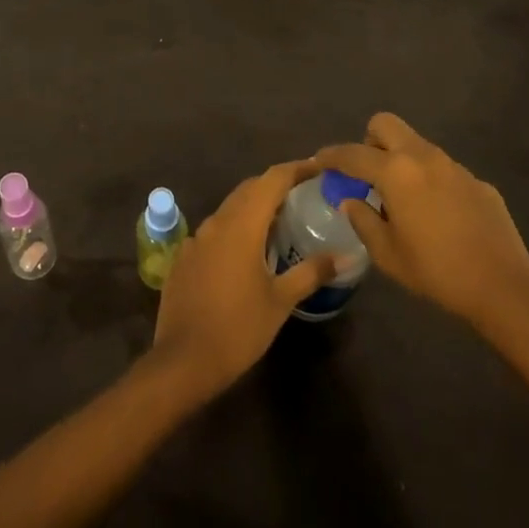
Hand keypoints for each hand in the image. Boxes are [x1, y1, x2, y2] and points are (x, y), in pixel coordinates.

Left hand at [150, 158, 338, 400]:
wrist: (184, 360)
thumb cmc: (239, 328)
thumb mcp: (280, 301)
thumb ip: (311, 272)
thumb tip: (344, 256)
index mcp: (242, 224)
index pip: (272, 179)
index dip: (296, 169)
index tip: (318, 167)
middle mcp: (217, 221)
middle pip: (249, 189)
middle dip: (275, 186)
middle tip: (303, 194)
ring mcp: (196, 238)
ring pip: (230, 209)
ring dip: (253, 208)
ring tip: (279, 222)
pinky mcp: (184, 256)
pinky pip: (214, 231)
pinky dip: (234, 230)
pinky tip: (245, 253)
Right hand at [317, 114, 528, 342]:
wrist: (504, 288)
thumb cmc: (437, 271)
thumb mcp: (387, 254)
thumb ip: (363, 220)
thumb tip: (351, 201)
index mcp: (396, 172)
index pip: (352, 153)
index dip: (331, 156)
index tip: (320, 161)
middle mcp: (424, 158)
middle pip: (385, 124)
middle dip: (369, 141)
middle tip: (367, 173)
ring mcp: (455, 167)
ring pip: (417, 145)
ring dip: (401, 161)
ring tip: (402, 199)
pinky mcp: (478, 182)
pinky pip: (444, 170)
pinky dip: (431, 182)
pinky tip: (439, 216)